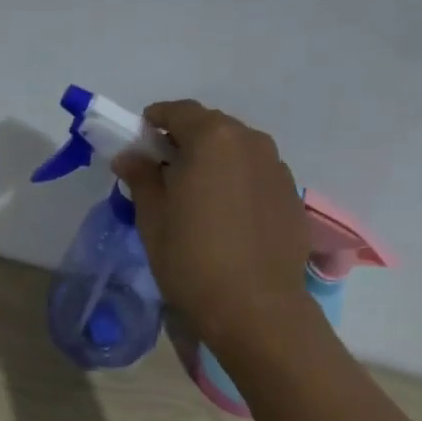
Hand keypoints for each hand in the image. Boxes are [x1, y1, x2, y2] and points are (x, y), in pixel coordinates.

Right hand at [113, 100, 309, 348]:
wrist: (256, 308)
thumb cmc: (192, 261)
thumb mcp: (153, 220)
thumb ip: (141, 178)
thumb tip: (129, 156)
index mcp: (213, 139)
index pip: (178, 112)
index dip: (154, 122)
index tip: (139, 141)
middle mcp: (251, 142)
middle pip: (211, 128)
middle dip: (185, 142)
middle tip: (164, 171)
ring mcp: (278, 169)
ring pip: (238, 152)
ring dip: (214, 163)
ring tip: (197, 196)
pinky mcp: (292, 198)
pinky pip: (257, 177)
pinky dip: (237, 184)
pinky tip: (226, 217)